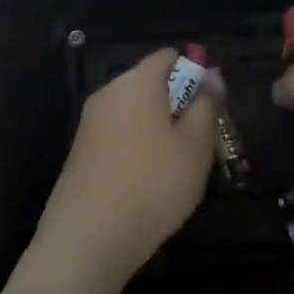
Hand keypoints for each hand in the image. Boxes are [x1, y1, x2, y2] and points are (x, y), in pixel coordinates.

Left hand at [31, 48, 218, 293]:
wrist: (88, 237)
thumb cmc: (153, 184)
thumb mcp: (195, 146)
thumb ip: (206, 105)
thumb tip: (212, 74)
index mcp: (136, 82)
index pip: (169, 56)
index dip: (195, 73)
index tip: (212, 107)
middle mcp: (108, 93)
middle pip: (151, 84)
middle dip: (179, 105)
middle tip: (202, 143)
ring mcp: (90, 123)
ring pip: (136, 113)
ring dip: (161, 129)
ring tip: (179, 168)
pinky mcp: (81, 152)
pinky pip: (119, 135)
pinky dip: (139, 147)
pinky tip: (149, 183)